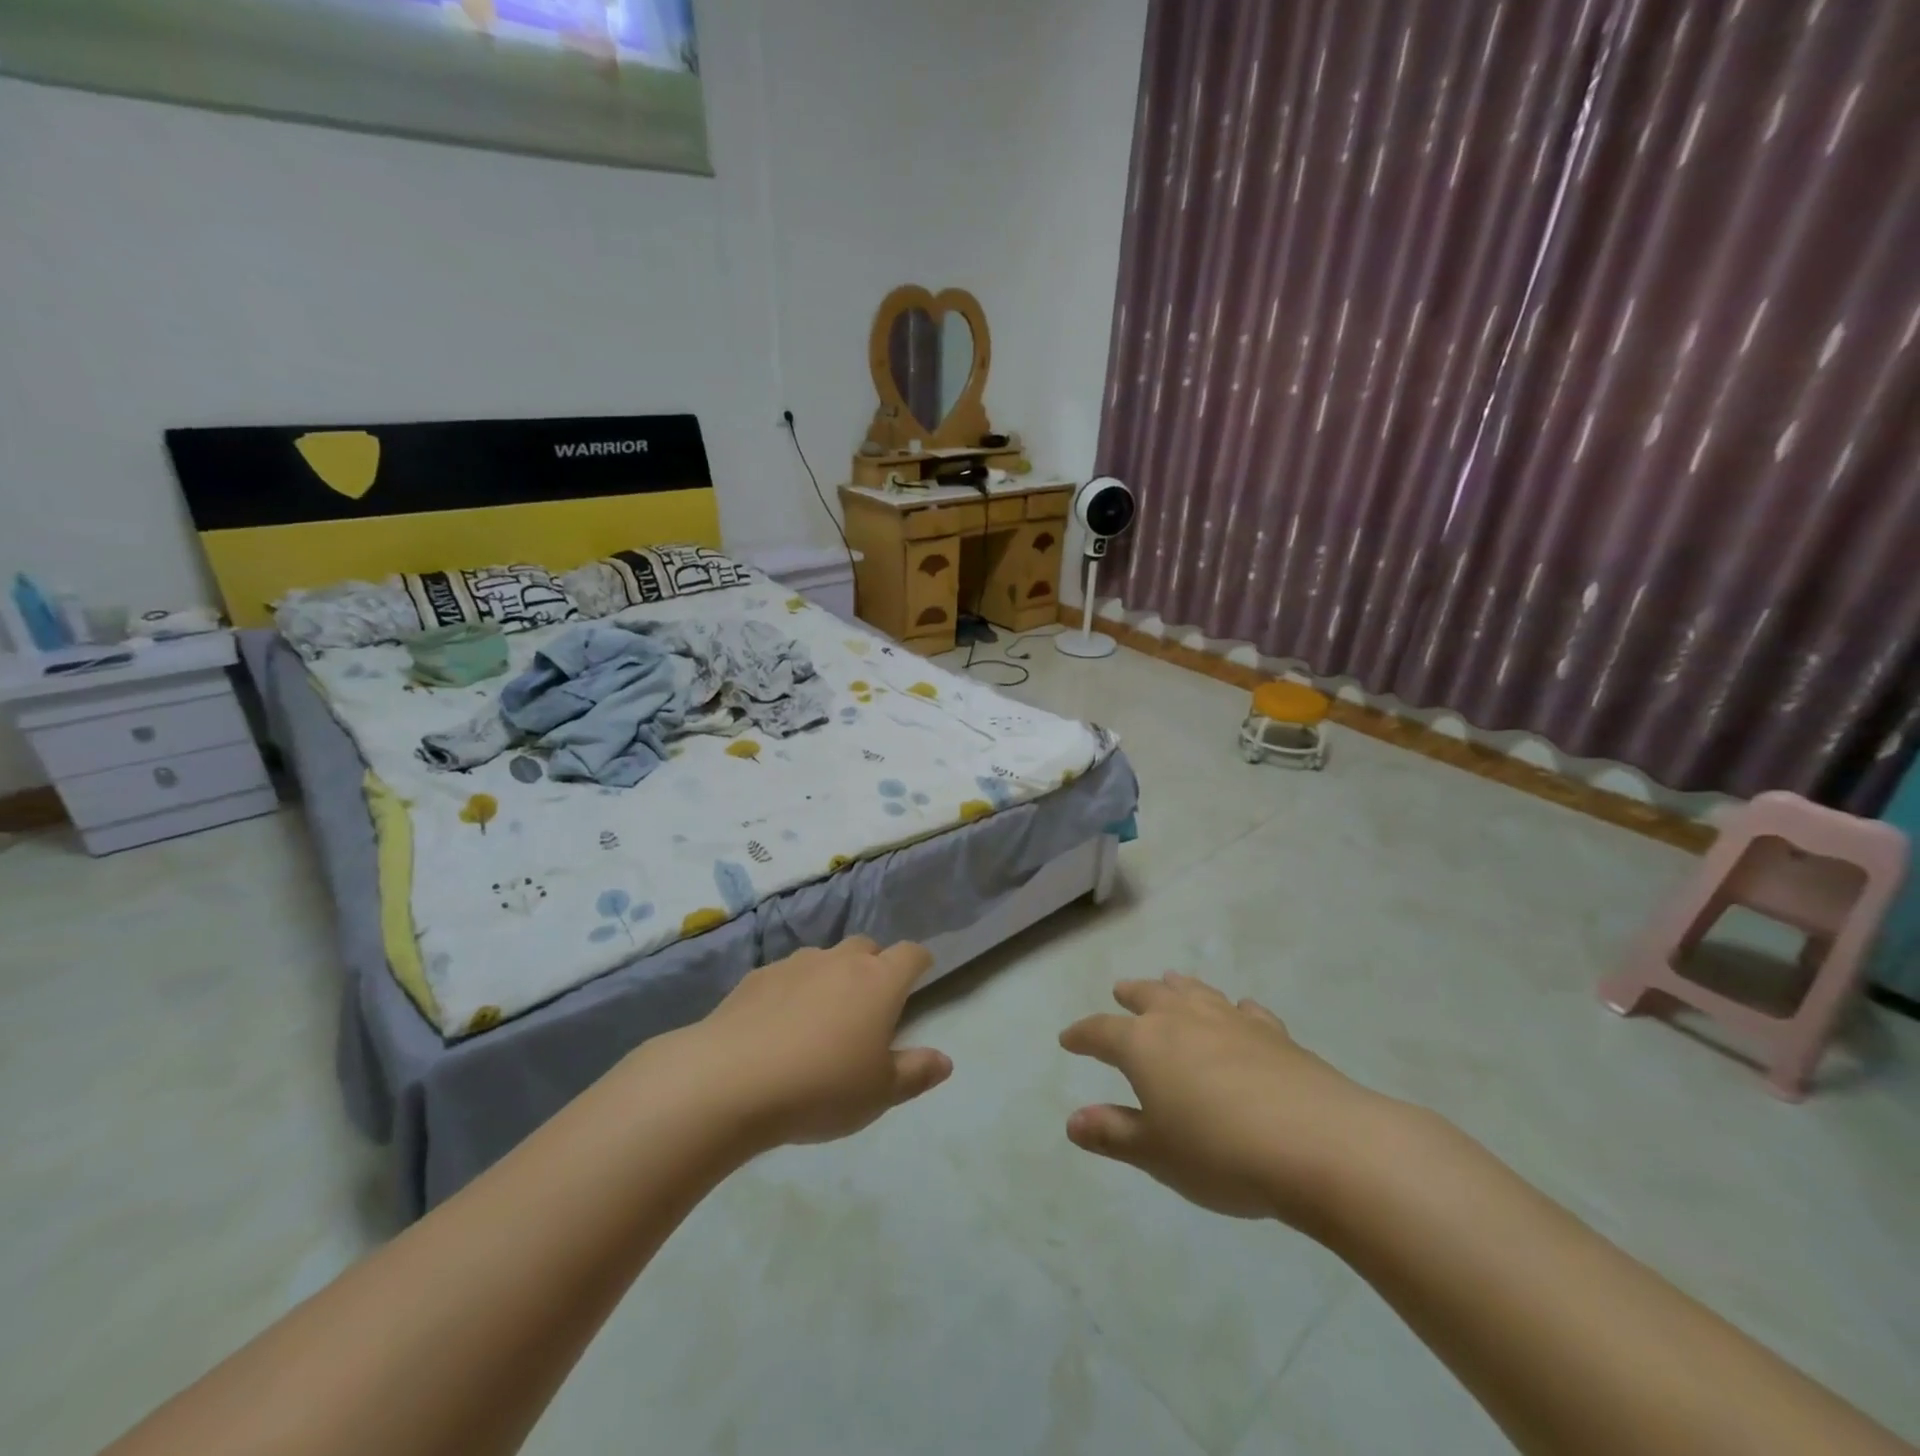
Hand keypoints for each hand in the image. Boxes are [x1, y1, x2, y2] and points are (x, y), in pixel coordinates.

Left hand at [684, 935, 951, 1149]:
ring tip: (821, 1016)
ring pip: (824, 958)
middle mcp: (840, 961)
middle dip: (874, 965)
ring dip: (831, 976)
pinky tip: (778, 1025)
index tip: (921, 973)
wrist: (730, 1080)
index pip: (910, 954)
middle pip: (866, 947)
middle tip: (870, 1002)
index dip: (919, 961)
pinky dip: (792, 990)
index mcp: (878, 982)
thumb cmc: (820, 1087)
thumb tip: (945, 1060)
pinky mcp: (756, 977)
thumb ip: (916, 1073)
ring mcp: (795, 964)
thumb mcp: (879, 1093)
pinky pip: (786, 975)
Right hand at [1060, 973, 1395, 1227]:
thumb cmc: (1221, 1153)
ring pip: (1195, 992)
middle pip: (1148, 997)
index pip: (1101, 1032)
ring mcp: (1231, 1021)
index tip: (1067, 1040)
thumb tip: (1072, 1121)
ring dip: (1178, 987)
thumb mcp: (1156, 1153)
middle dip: (1130, 995)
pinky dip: (1234, 1009)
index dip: (1082, 1036)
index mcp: (1144, 1044)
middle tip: (1120, 991)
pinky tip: (1240, 1012)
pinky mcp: (1274, 1033)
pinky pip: (1245, 1011)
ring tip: (1170, 980)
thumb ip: (1113, 1134)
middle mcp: (1182, 1020)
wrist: (1318, 1144)